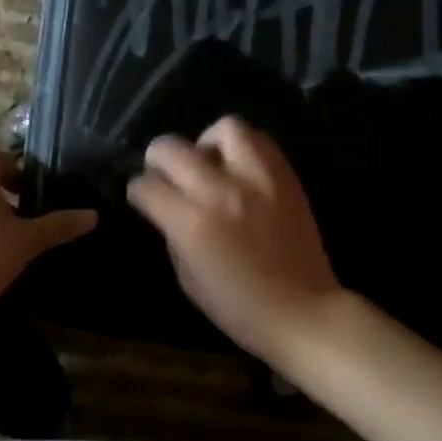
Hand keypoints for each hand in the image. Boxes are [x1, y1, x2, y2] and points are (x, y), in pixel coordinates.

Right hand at [126, 117, 342, 365]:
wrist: (303, 311)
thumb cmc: (239, 307)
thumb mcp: (188, 279)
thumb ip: (173, 234)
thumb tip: (167, 207)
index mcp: (193, 224)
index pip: (148, 186)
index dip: (138, 189)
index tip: (142, 195)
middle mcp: (222, 192)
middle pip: (172, 148)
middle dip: (157, 157)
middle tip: (164, 171)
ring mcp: (258, 179)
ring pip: (224, 128)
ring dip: (207, 142)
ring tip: (210, 163)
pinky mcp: (286, 176)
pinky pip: (260, 140)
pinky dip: (243, 147)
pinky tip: (240, 169)